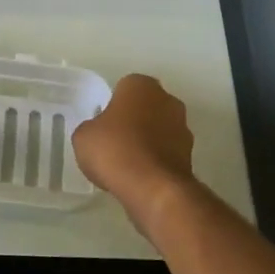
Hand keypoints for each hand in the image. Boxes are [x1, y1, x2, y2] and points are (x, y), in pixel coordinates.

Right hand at [72, 74, 195, 227]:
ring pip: (159, 129)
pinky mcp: (191, 155)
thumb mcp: (83, 136)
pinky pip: (166, 152)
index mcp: (140, 85)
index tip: (102, 123)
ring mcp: (183, 127)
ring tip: (127, 162)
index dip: (112, 105)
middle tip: (113, 140)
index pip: (123, 88)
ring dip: (148, 140)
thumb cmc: (113, 149)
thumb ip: (92, 127)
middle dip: (133, 119)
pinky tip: (140, 175)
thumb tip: (100, 133)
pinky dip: (156, 160)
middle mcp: (167, 99)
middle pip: (145, 106)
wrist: (152, 187)